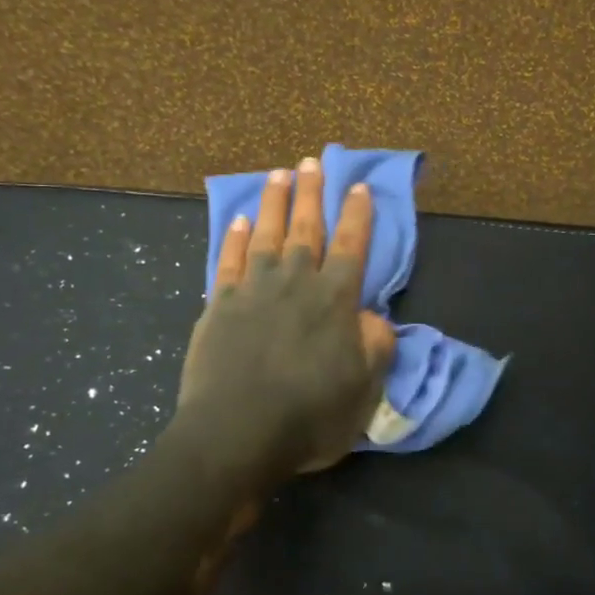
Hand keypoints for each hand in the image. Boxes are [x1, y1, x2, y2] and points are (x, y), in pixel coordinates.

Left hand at [176, 157, 397, 482]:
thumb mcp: (364, 389)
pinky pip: (228, 261)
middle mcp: (295, 282)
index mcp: (334, 299)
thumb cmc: (309, 416)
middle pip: (306, 228)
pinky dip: (233, 238)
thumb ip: (375, 345)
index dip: (357, 215)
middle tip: (312, 161)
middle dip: (312, 193)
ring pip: (265, 234)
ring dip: (273, 203)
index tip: (359, 186)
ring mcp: (253, 289)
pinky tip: (237, 221)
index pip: (351, 245)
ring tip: (278, 175)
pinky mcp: (219, 305)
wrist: (236, 433)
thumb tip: (372, 316)